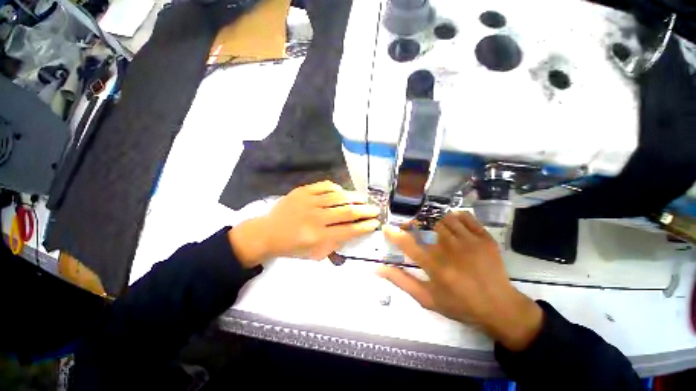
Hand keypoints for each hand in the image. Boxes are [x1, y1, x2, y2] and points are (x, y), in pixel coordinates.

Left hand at [229, 181, 379, 266]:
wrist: (266, 233)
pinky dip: (336, 188)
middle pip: (346, 211)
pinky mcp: (302, 191)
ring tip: (363, 199)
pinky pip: (324, 186)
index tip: (375, 223)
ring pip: (338, 196)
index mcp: (317, 236)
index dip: (364, 226)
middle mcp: (315, 218)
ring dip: (354, 197)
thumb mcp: (314, 254)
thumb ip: (334, 244)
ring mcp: (308, 201)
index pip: (348, 230)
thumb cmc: (292, 247)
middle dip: (365, 211)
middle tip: (375, 210)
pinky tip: (342, 192)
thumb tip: (352, 232)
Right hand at [378, 212, 542, 350]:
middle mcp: (451, 250)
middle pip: (427, 225)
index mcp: (436, 267)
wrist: (500, 308)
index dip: (394, 234)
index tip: (386, 228)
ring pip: (445, 219)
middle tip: (417, 231)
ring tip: (438, 232)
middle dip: (416, 226)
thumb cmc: (460, 305)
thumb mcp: (427, 299)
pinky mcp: (485, 238)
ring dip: (437, 224)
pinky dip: (456, 218)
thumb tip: (378, 269)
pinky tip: (455, 227)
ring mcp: (470, 241)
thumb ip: (402, 282)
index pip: (407, 244)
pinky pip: (465, 217)